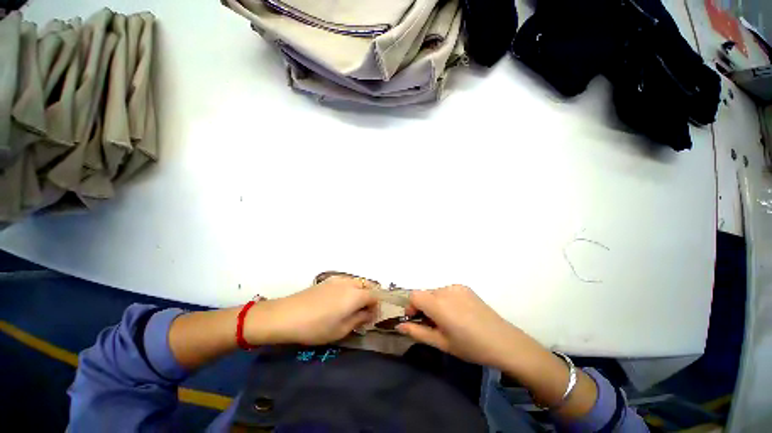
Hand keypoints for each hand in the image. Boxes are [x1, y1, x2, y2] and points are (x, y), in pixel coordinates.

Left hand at [247, 276, 377, 345]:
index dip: (375, 307)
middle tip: (362, 313)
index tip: (370, 319)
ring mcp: (338, 280)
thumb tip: (368, 314)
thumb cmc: (316, 327)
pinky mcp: (327, 280)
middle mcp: (349, 283)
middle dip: (369, 298)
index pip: (374, 296)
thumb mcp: (341, 330)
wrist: (287, 315)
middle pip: (367, 286)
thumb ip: (358, 320)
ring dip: (359, 292)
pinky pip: (345, 282)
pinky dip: (348, 289)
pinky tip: (338, 301)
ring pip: (356, 282)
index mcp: (356, 295)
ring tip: (351, 307)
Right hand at [396, 285, 528, 367]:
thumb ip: (418, 332)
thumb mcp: (441, 343)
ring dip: (435, 303)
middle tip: (433, 324)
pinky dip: (446, 299)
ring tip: (447, 320)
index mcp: (437, 304)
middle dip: (423, 306)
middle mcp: (445, 290)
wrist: (503, 342)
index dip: (411, 307)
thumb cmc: (469, 346)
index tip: (416, 320)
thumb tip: (400, 326)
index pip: (414, 295)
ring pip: (436, 292)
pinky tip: (458, 313)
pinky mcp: (466, 288)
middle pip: (425, 293)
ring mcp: (457, 287)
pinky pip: (448, 291)